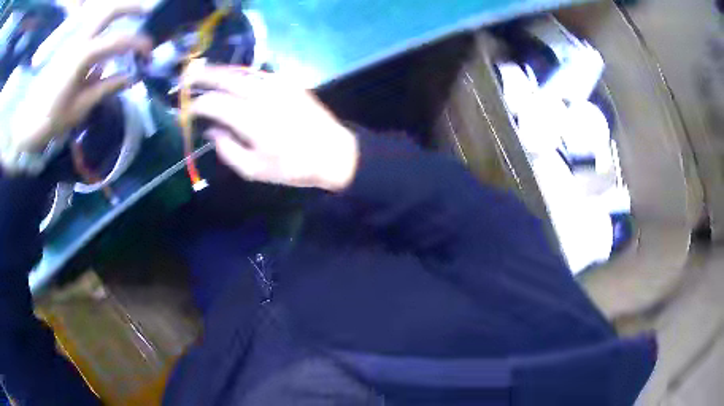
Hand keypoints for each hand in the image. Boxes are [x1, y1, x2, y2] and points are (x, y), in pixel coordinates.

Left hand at [5, 1, 151, 153]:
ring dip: (118, 14)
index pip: (118, 40)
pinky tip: (107, 40)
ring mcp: (72, 40)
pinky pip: (90, 27)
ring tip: (132, 19)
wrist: (28, 123)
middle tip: (148, 12)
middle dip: (131, 8)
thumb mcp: (81, 107)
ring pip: (100, 14)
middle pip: (110, 10)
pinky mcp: (68, 46)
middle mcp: (79, 40)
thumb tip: (129, 77)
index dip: (138, 43)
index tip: (150, 51)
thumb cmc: (52, 119)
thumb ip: (106, 87)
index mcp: (83, 56)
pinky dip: (104, 27)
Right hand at [188, 65, 359, 191]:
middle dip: (203, 76)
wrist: (332, 152)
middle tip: (187, 77)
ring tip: (202, 73)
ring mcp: (278, 85)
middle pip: (226, 79)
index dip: (197, 104)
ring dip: (220, 71)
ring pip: (241, 72)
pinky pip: (257, 73)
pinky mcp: (289, 82)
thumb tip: (211, 128)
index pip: (216, 103)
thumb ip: (227, 148)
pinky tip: (230, 78)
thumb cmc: (292, 167)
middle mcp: (264, 96)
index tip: (187, 109)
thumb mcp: (254, 170)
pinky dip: (239, 73)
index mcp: (253, 120)